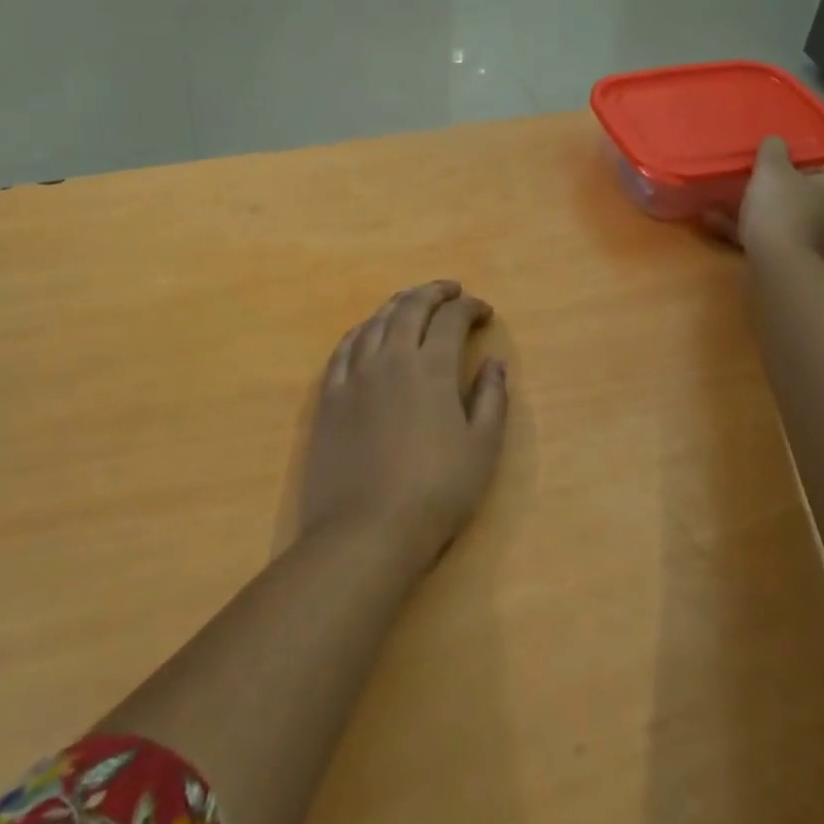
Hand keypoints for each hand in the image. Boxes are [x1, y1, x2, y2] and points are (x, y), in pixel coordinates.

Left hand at [300, 281, 509, 566]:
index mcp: (430, 368)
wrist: (365, 532)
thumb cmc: (435, 492)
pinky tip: (369, 332)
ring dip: (398, 304)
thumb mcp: (482, 448)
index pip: (452, 319)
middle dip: (434, 292)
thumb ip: (492, 398)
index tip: (484, 312)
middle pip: (411, 307)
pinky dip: (363, 330)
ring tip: (413, 302)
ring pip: (376, 321)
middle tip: (452, 291)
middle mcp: (391, 358)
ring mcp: (354, 375)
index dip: (470, 308)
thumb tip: (495, 362)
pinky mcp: (328, 396)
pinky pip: (344, 347)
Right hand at [706, 137, 823, 267]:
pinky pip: (789, 244)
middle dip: (810, 191)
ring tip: (751, 210)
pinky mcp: (814, 267)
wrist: (782, 268)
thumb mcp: (771, 172)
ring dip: (788, 215)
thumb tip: (777, 141)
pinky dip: (768, 237)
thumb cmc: (783, 211)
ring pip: (811, 222)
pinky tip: (732, 233)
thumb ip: (774, 152)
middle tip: (782, 183)